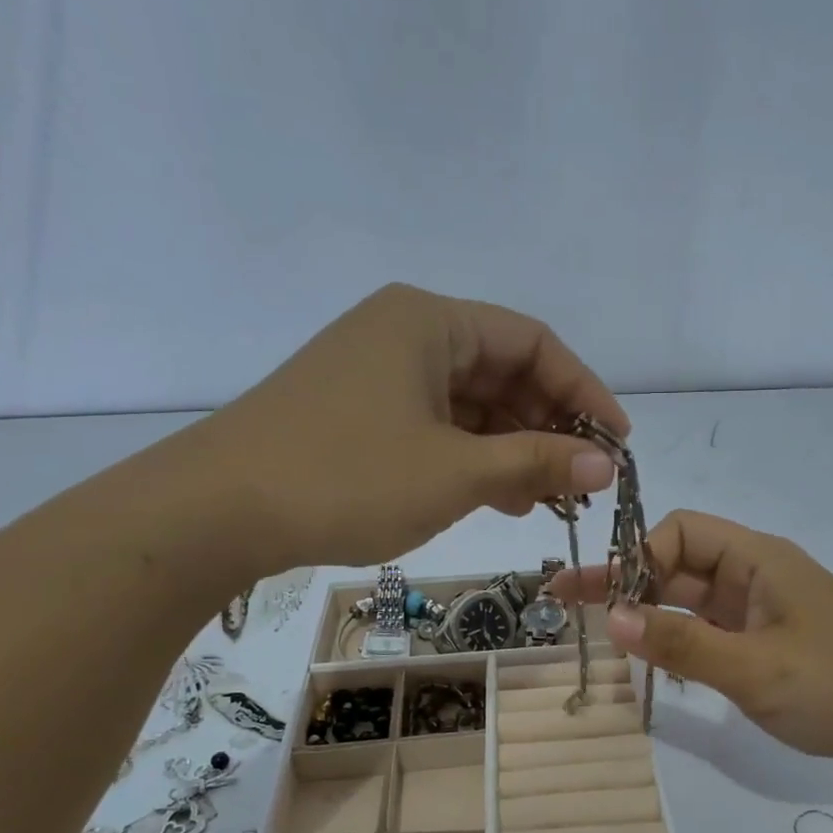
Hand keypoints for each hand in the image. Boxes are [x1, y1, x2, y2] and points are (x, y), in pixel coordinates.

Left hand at [170, 284, 627, 572]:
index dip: (584, 391)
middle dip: (549, 426)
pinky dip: (473, 458)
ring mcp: (378, 374)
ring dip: (514, 448)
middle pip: (503, 371)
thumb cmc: (347, 477)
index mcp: (430, 321)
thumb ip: (535, 462)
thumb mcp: (455, 472)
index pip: (534, 342)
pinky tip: (498, 498)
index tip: (616, 444)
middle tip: (581, 481)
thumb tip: (605, 463)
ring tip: (547, 499)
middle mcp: (405, 333)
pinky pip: (437, 426)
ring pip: (470, 404)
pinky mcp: (359, 412)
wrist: (216, 512)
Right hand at [551, 511, 832, 772]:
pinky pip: (710, 629)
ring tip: (596, 631)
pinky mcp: (768, 643)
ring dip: (647, 612)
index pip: (681, 532)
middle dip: (626, 582)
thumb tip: (612, 617)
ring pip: (691, 599)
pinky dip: (677, 638)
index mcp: (758, 558)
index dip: (639, 557)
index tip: (610, 600)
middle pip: (678, 564)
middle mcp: (756, 575)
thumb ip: (681, 643)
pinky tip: (649, 658)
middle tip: (567, 603)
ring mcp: (762, 611)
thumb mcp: (755, 668)